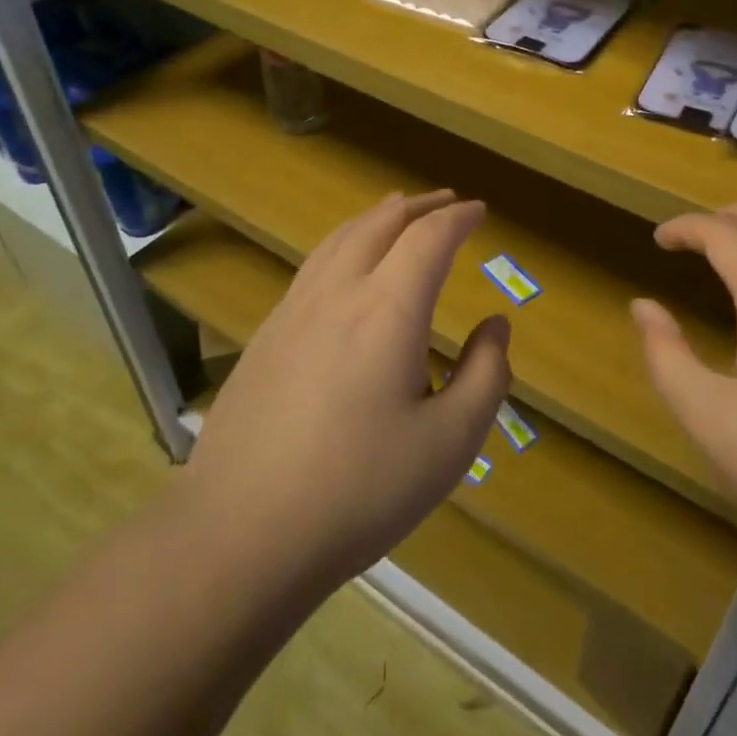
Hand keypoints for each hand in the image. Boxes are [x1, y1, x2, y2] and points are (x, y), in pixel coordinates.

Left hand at [184, 191, 510, 600]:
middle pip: (379, 224)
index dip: (457, 217)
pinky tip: (344, 268)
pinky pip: (312, 267)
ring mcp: (292, 313)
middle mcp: (338, 294)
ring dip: (375, 218)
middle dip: (417, 206)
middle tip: (445, 202)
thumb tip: (496, 326)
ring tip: (396, 212)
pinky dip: (342, 245)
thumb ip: (485, 376)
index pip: (428, 238)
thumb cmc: (359, 491)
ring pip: (338, 239)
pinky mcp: (264, 338)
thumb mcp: (450, 443)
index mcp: (388, 310)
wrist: (240, 534)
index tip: (479, 210)